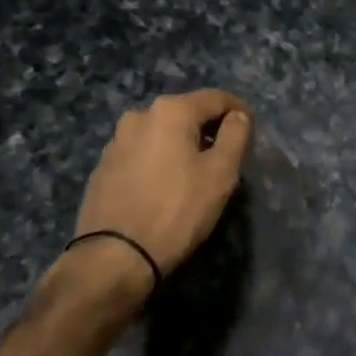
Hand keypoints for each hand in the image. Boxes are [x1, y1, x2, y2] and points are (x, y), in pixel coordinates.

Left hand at [72, 90, 252, 283]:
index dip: (239, 111)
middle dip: (209, 129)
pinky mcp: (103, 167)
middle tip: (226, 155)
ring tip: (194, 174)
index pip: (216, 98)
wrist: (114, 257)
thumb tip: (238, 116)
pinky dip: (159, 161)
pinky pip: (142, 154)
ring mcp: (116, 141)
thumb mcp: (220, 174)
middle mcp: (140, 115)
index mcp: (170, 110)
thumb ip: (236, 136)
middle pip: (186, 113)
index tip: (252, 130)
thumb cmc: (176, 210)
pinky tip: (164, 187)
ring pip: (162, 133)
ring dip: (182, 145)